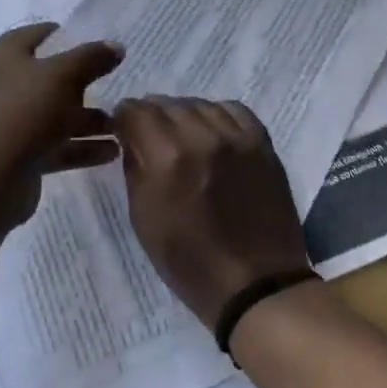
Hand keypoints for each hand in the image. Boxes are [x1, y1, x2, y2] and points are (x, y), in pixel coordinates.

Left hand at [0, 23, 123, 224]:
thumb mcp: (62, 75)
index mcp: (4, 55)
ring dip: (88, 120)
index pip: (40, 34)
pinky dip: (81, 146)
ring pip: (55, 113)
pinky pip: (55, 144)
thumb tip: (115, 46)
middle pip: (50, 76)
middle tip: (117, 85)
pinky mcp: (18, 153)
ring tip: (122, 127)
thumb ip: (91, 57)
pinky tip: (111, 152)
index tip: (101, 46)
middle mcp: (3, 84)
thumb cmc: (24, 112)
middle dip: (85, 83)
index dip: (70, 36)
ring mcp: (9, 120)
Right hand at [113, 97, 310, 328]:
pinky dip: (217, 116)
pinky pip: (233, 110)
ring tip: (184, 138)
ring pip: (199, 104)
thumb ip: (135, 168)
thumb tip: (132, 139)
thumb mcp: (143, 218)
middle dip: (152, 117)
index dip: (124, 118)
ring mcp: (236, 137)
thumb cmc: (189, 261)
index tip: (124, 130)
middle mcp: (201, 136)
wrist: (256, 283)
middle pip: (166, 103)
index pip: (136, 110)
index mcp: (167, 157)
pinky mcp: (262, 143)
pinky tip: (213, 135)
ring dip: (184, 116)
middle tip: (152, 139)